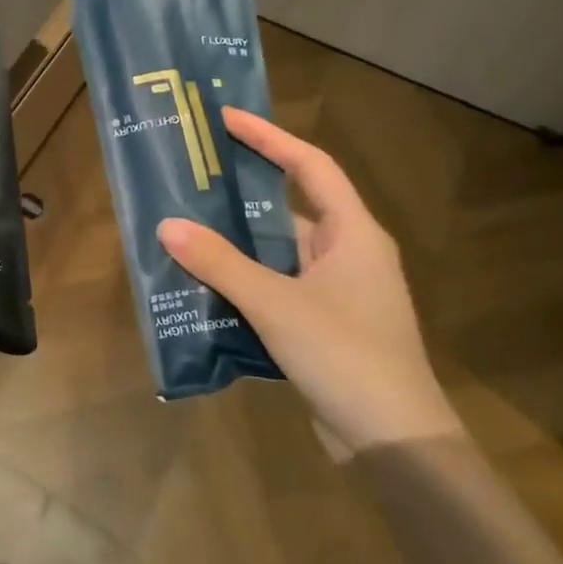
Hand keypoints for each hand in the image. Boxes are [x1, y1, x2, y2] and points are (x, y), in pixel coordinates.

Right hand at [157, 109, 462, 454]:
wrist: (395, 444)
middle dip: (243, 191)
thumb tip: (167, 225)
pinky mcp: (326, 324)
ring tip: (186, 227)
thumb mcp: (275, 303)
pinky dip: (245, 279)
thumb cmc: (344, 355)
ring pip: (280, 251)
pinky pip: (278, 285)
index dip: (269, 138)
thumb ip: (220, 262)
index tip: (226, 119)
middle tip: (194, 175)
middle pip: (291, 206)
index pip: (310, 165)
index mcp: (352, 233)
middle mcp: (349, 253)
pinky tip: (206, 284)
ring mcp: (339, 292)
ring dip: (238, 242)